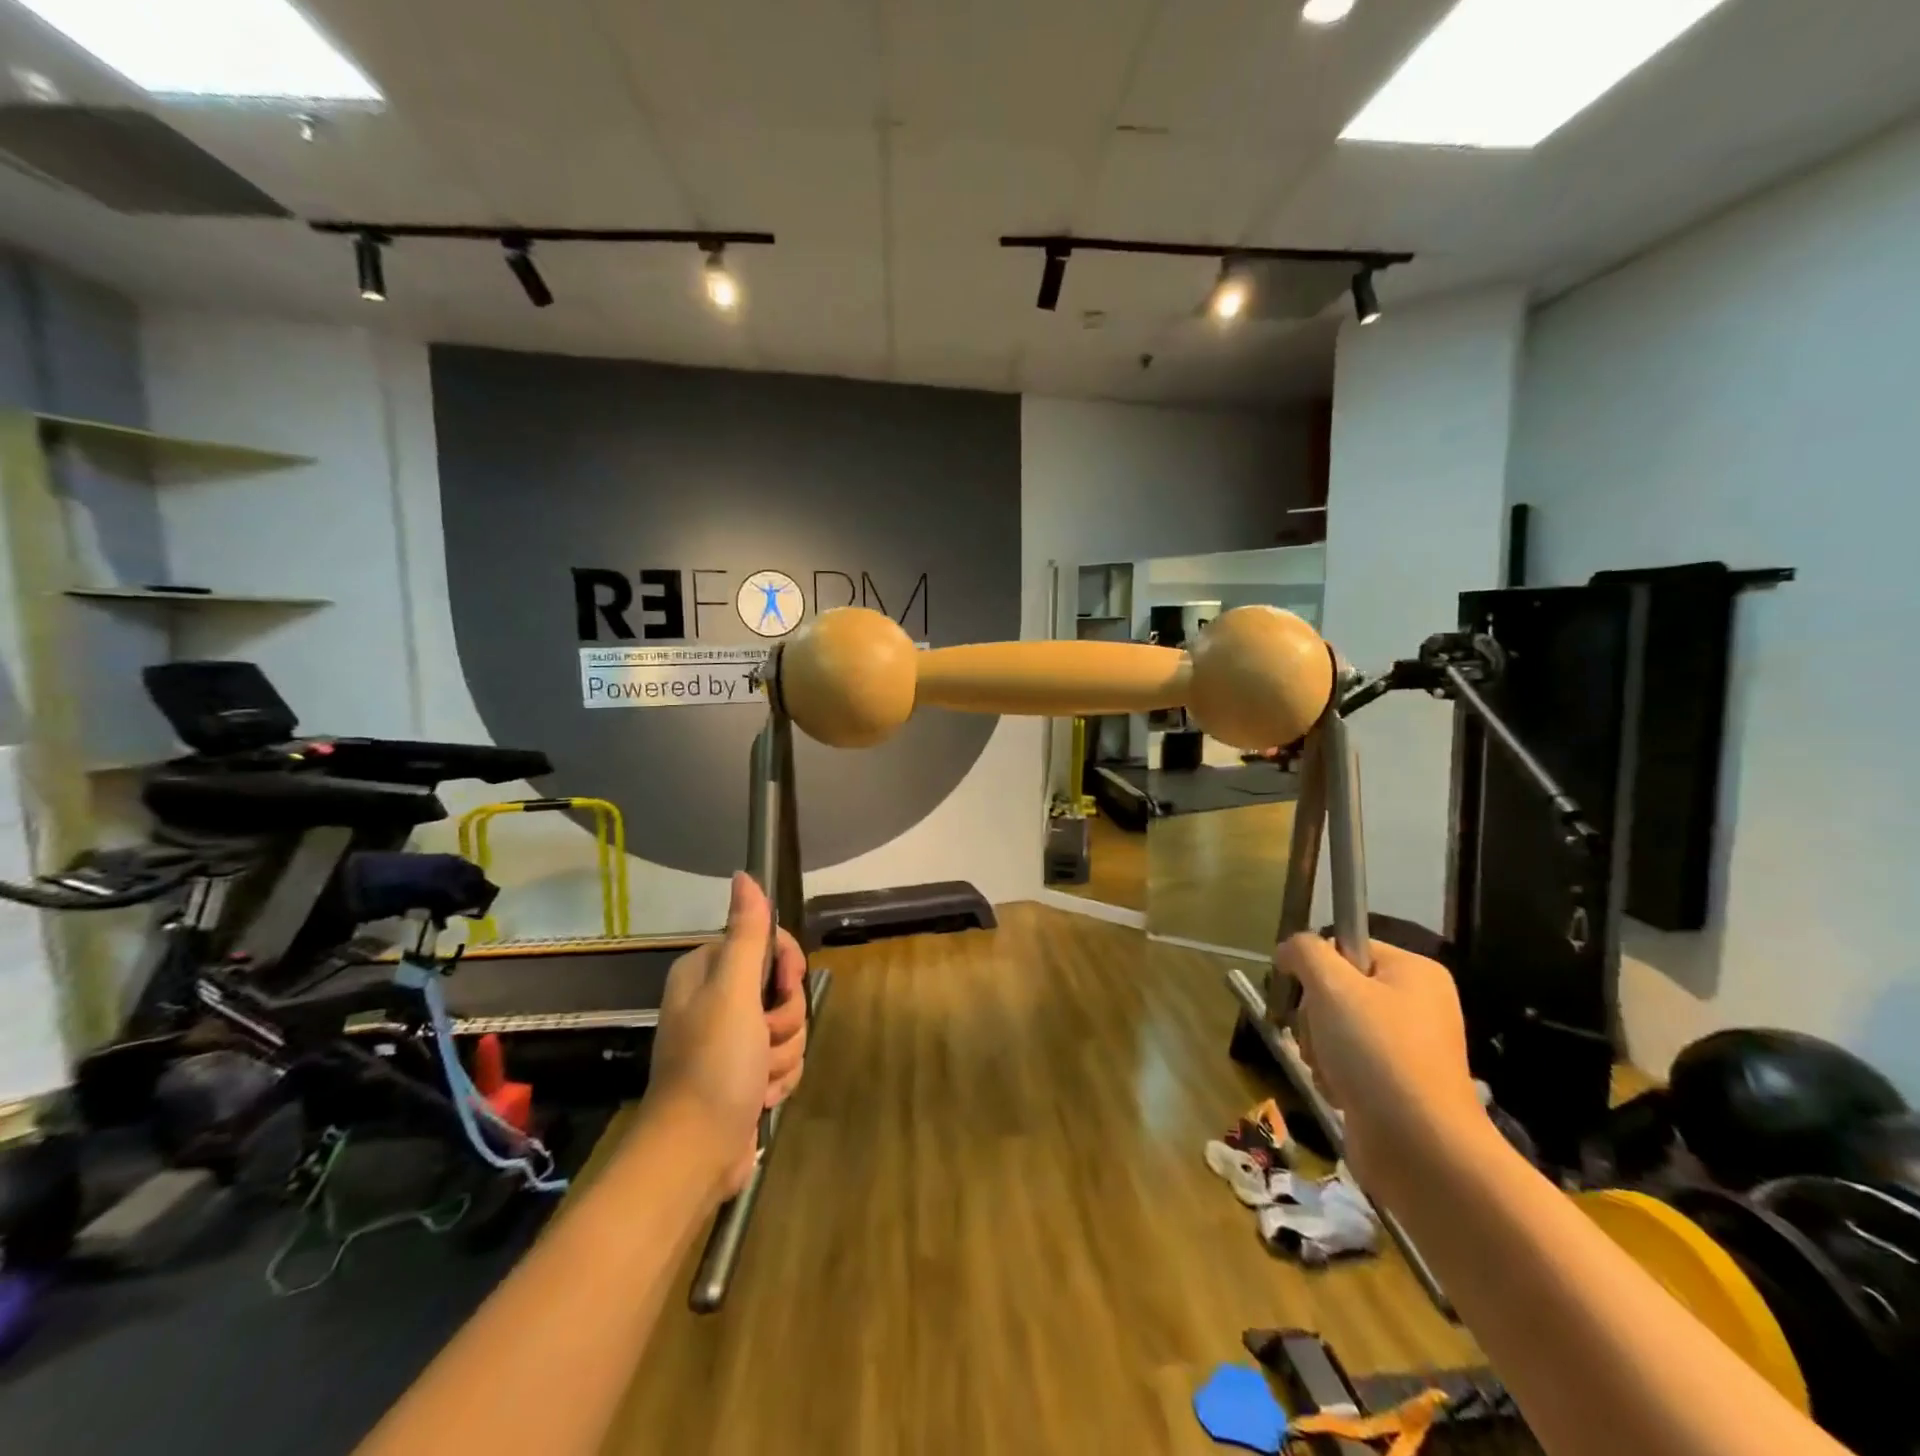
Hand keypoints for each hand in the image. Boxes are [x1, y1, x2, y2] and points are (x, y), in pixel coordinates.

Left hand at [647, 874, 808, 1198]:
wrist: (696, 1153)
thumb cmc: (713, 1064)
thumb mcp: (734, 991)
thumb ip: (747, 934)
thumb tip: (744, 876)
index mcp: (708, 972)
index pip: (768, 942)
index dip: (786, 964)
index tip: (783, 985)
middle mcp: (718, 999)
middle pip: (783, 987)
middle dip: (785, 1019)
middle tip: (762, 1039)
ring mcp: (733, 1039)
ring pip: (789, 1026)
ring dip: (784, 1053)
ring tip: (758, 1078)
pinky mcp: (746, 1073)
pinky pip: (785, 1058)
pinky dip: (780, 1078)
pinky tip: (761, 1097)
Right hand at [1274, 934, 1484, 1197]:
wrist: (1421, 1149)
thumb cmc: (1377, 1053)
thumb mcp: (1332, 986)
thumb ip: (1305, 952)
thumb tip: (1289, 950)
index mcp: (1414, 972)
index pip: (1345, 946)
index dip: (1316, 968)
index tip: (1305, 993)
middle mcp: (1417, 1004)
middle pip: (1336, 989)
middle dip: (1314, 1016)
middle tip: (1321, 1038)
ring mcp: (1409, 1048)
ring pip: (1335, 1028)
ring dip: (1319, 1048)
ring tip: (1330, 1071)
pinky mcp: (1397, 1085)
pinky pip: (1347, 1063)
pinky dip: (1334, 1076)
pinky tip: (1339, 1092)